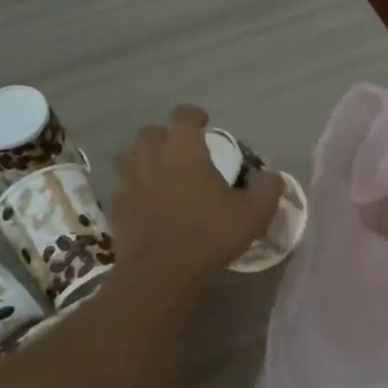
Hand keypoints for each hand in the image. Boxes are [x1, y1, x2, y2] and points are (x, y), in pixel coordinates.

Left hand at [111, 105, 284, 288]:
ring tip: (158, 171)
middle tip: (181, 150)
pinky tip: (145, 203)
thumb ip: (268, 189)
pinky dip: (133, 189)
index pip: (183, 115)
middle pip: (151, 132)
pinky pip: (122, 188)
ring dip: (143, 158)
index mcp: (184, 150)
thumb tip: (271, 177)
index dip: (194, 115)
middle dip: (165, 136)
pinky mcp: (116, 207)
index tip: (204, 123)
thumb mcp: (254, 213)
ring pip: (128, 156)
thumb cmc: (209, 234)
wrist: (161, 272)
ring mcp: (129, 182)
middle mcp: (152, 158)